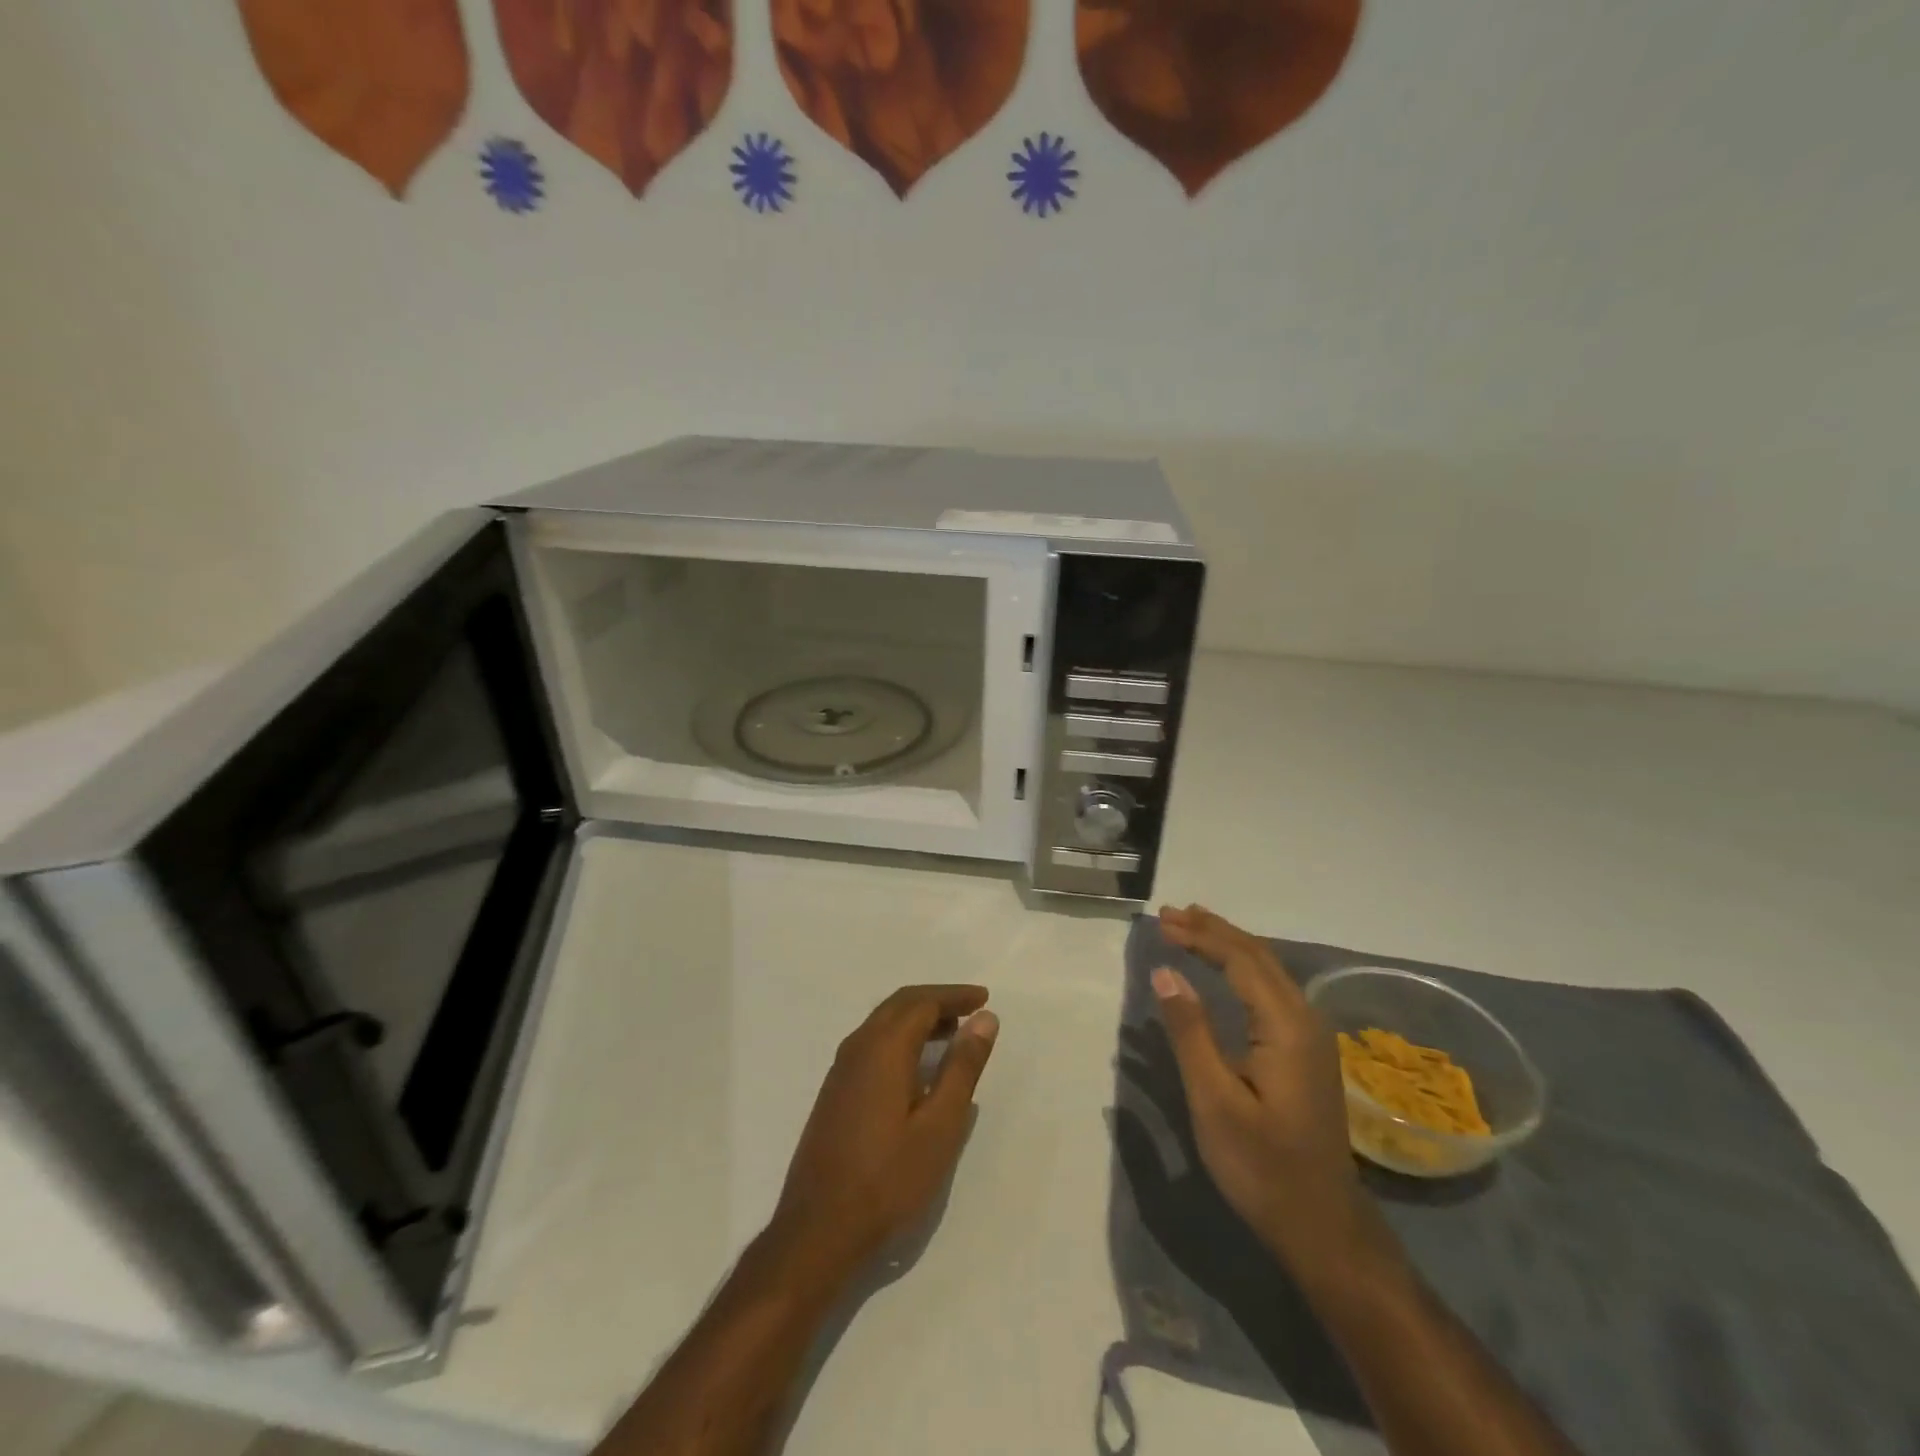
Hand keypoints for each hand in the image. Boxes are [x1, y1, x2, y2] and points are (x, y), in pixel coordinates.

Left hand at [772, 985, 998, 1280]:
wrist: (819, 1229)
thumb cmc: (888, 1178)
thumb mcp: (940, 1125)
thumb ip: (962, 1067)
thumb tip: (985, 1018)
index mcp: (883, 1047)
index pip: (922, 1002)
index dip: (954, 995)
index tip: (984, 997)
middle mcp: (857, 1047)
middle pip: (900, 1005)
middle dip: (937, 1001)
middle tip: (971, 1010)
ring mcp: (840, 1070)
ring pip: (883, 1024)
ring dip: (918, 1020)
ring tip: (952, 1034)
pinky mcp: (835, 1092)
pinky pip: (872, 1045)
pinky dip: (900, 1039)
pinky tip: (918, 1068)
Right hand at [1153, 905, 1370, 1269]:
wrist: (1322, 1226)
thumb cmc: (1262, 1166)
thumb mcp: (1214, 1100)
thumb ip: (1190, 1031)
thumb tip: (1164, 971)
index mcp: (1285, 1026)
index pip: (1241, 960)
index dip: (1201, 936)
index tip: (1162, 922)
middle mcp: (1305, 1020)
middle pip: (1258, 957)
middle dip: (1213, 931)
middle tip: (1170, 915)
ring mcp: (1310, 1037)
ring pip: (1268, 971)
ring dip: (1228, 945)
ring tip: (1192, 928)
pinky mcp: (1306, 1053)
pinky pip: (1271, 990)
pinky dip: (1241, 968)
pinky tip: (1225, 971)